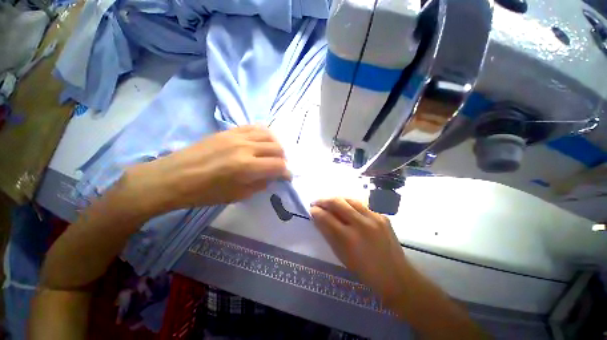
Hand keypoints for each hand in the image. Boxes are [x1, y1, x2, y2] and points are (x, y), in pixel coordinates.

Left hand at [122, 125, 290, 215]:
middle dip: (283, 159)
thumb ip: (260, 184)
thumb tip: (272, 176)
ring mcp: (237, 136)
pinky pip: (254, 127)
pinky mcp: (229, 130)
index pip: (278, 166)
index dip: (286, 172)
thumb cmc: (205, 193)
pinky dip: (264, 134)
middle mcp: (246, 147)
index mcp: (247, 167)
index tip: (286, 177)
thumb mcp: (238, 196)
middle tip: (279, 167)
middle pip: (277, 148)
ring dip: (276, 145)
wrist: (174, 177)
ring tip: (273, 154)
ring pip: (269, 134)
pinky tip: (262, 142)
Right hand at [310, 198, 408, 303]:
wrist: (395, 276)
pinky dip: (351, 206)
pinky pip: (362, 206)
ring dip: (337, 199)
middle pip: (337, 202)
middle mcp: (361, 224)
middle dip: (324, 200)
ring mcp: (374, 218)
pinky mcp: (382, 216)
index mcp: (348, 238)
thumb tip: (317, 218)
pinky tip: (349, 210)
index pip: (326, 217)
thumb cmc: (364, 270)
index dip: (316, 211)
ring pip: (350, 199)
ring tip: (331, 203)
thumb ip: (328, 234)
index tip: (311, 209)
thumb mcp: (341, 255)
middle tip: (317, 202)